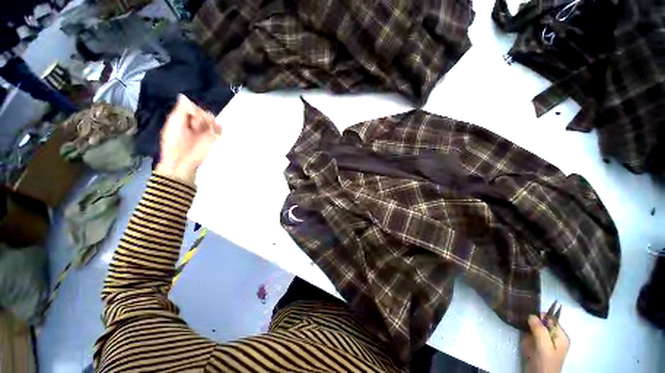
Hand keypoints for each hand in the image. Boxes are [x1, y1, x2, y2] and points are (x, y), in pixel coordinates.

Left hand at [155, 95, 220, 184]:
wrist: (182, 160)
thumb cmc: (174, 142)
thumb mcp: (174, 123)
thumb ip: (181, 110)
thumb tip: (184, 96)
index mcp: (183, 119)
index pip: (192, 107)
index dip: (194, 110)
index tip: (192, 117)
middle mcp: (194, 124)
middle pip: (203, 112)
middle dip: (202, 116)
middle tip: (196, 126)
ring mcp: (204, 131)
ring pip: (212, 119)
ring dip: (210, 121)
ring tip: (205, 129)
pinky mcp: (213, 139)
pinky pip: (219, 129)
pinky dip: (218, 127)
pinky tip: (215, 130)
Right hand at [521, 314, 569, 372]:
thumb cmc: (545, 363)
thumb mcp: (544, 347)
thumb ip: (540, 331)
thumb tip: (531, 315)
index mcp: (561, 336)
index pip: (551, 319)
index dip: (539, 316)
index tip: (527, 316)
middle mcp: (554, 337)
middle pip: (542, 323)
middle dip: (532, 322)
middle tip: (522, 322)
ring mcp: (545, 342)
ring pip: (535, 328)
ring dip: (527, 328)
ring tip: (520, 328)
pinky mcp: (537, 346)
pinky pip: (530, 335)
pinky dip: (525, 334)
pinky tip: (521, 336)